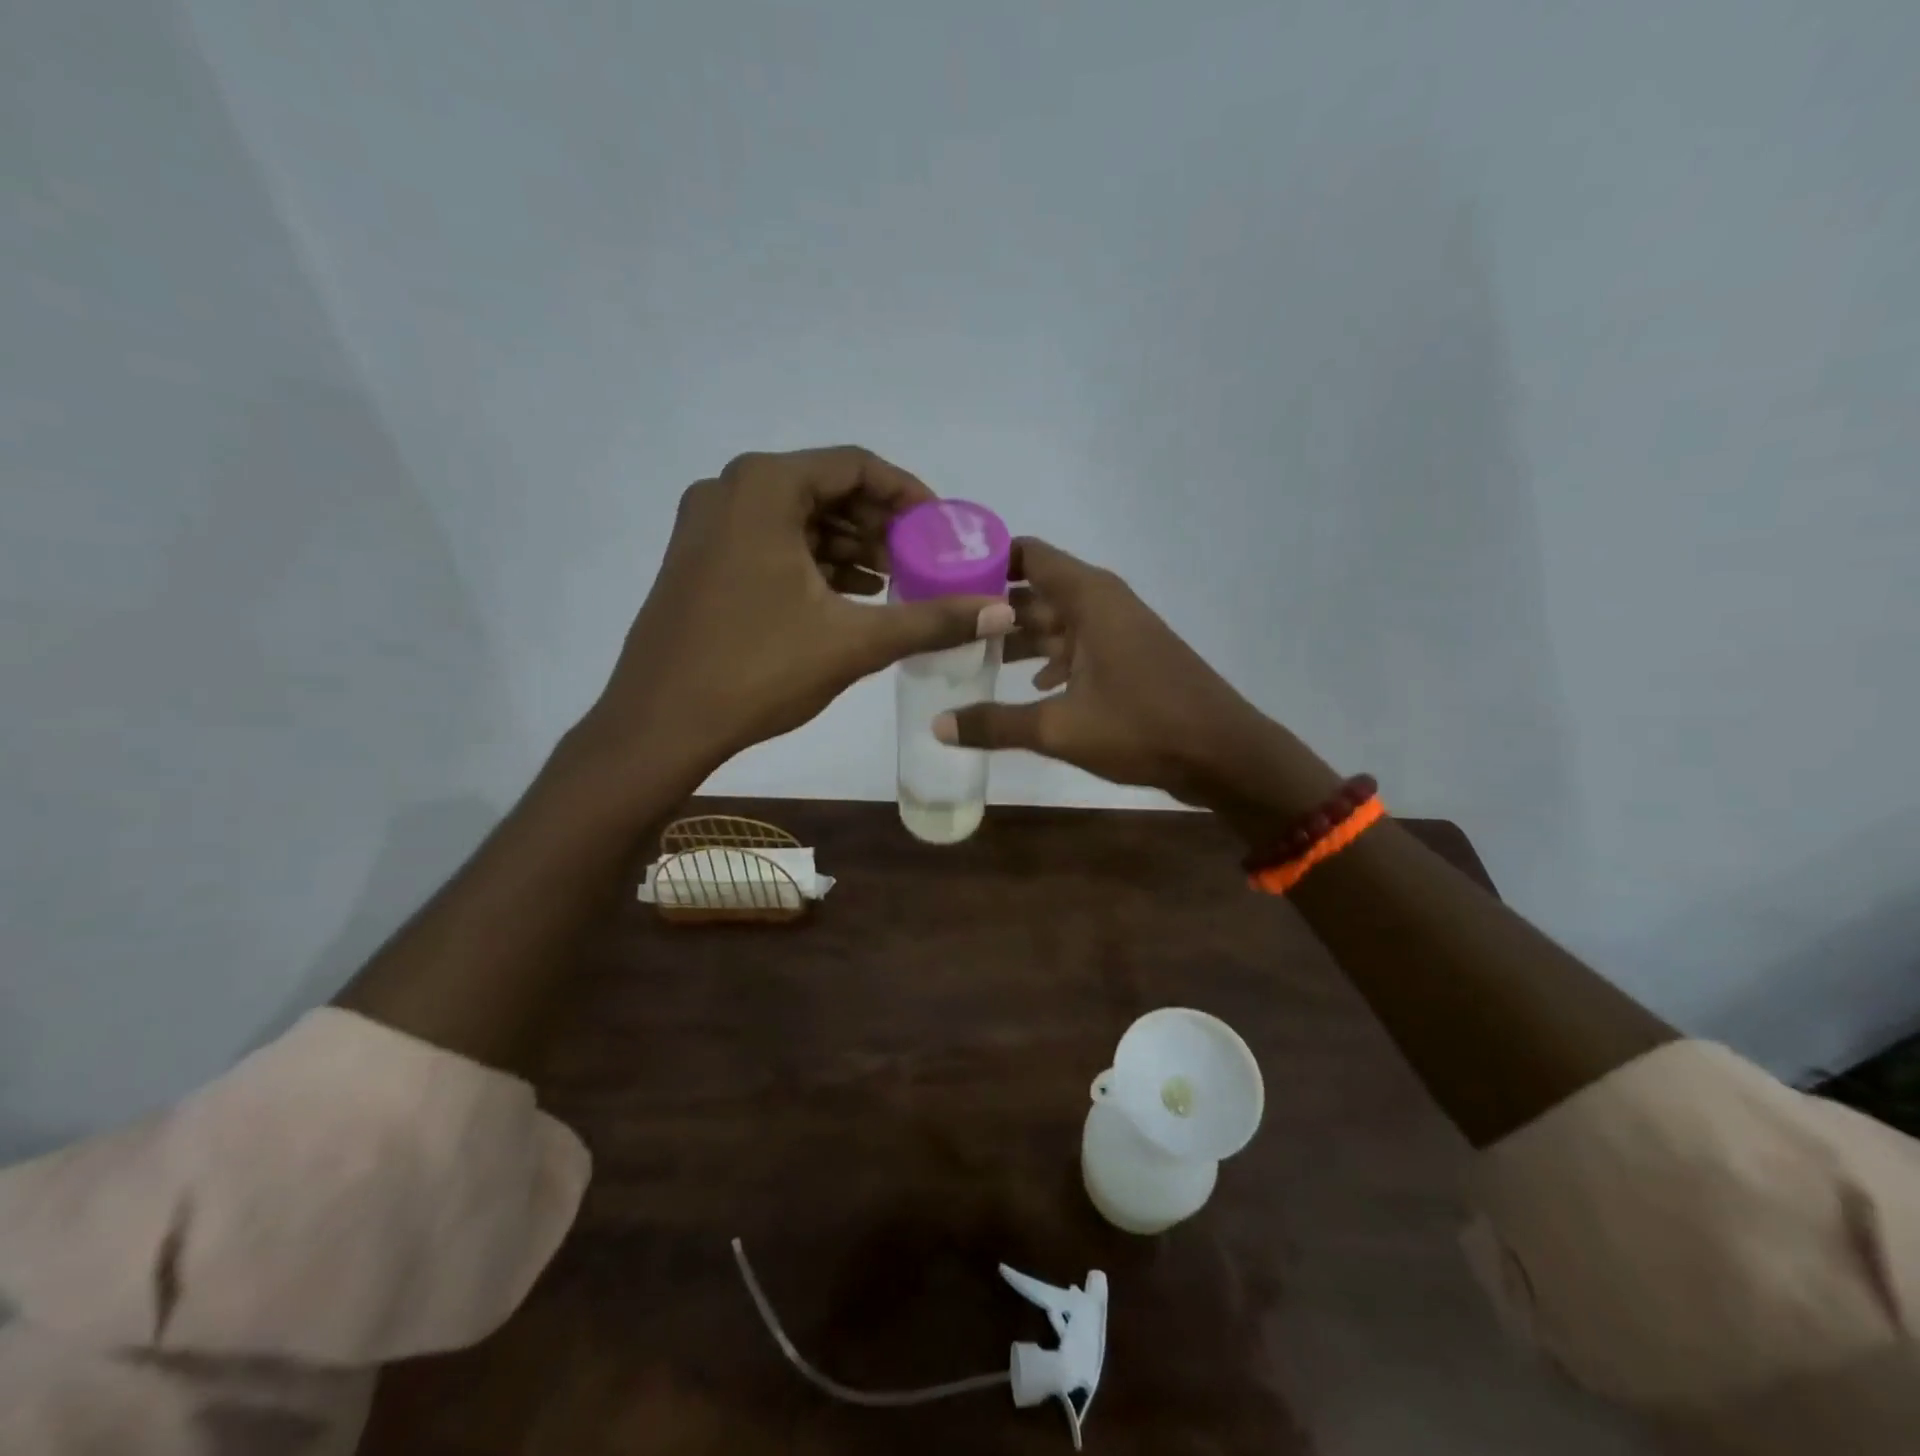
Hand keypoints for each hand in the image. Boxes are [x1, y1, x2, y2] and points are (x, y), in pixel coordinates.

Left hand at [584, 447, 1014, 776]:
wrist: (660, 723)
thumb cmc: (758, 670)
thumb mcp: (854, 642)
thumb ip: (931, 620)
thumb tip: (1002, 610)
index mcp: (765, 487)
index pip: (855, 466)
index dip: (908, 494)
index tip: (941, 529)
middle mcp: (730, 489)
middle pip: (825, 489)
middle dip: (880, 525)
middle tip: (922, 561)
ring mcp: (707, 524)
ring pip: (797, 518)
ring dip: (849, 546)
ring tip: (894, 582)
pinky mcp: (699, 559)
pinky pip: (770, 542)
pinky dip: (813, 562)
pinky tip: (849, 596)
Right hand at [935, 539, 1335, 809]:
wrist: (1225, 754)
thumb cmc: (1143, 727)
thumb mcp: (1060, 728)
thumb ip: (996, 723)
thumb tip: (937, 726)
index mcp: (1089, 598)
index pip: (1028, 555)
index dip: (985, 560)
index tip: (941, 578)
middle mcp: (1102, 603)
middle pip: (1035, 592)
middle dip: (991, 609)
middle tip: (941, 628)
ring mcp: (1118, 631)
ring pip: (1055, 623)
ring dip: (1017, 639)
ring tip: (968, 659)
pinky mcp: (1127, 659)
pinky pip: (1076, 648)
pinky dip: (1049, 662)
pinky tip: (1026, 688)